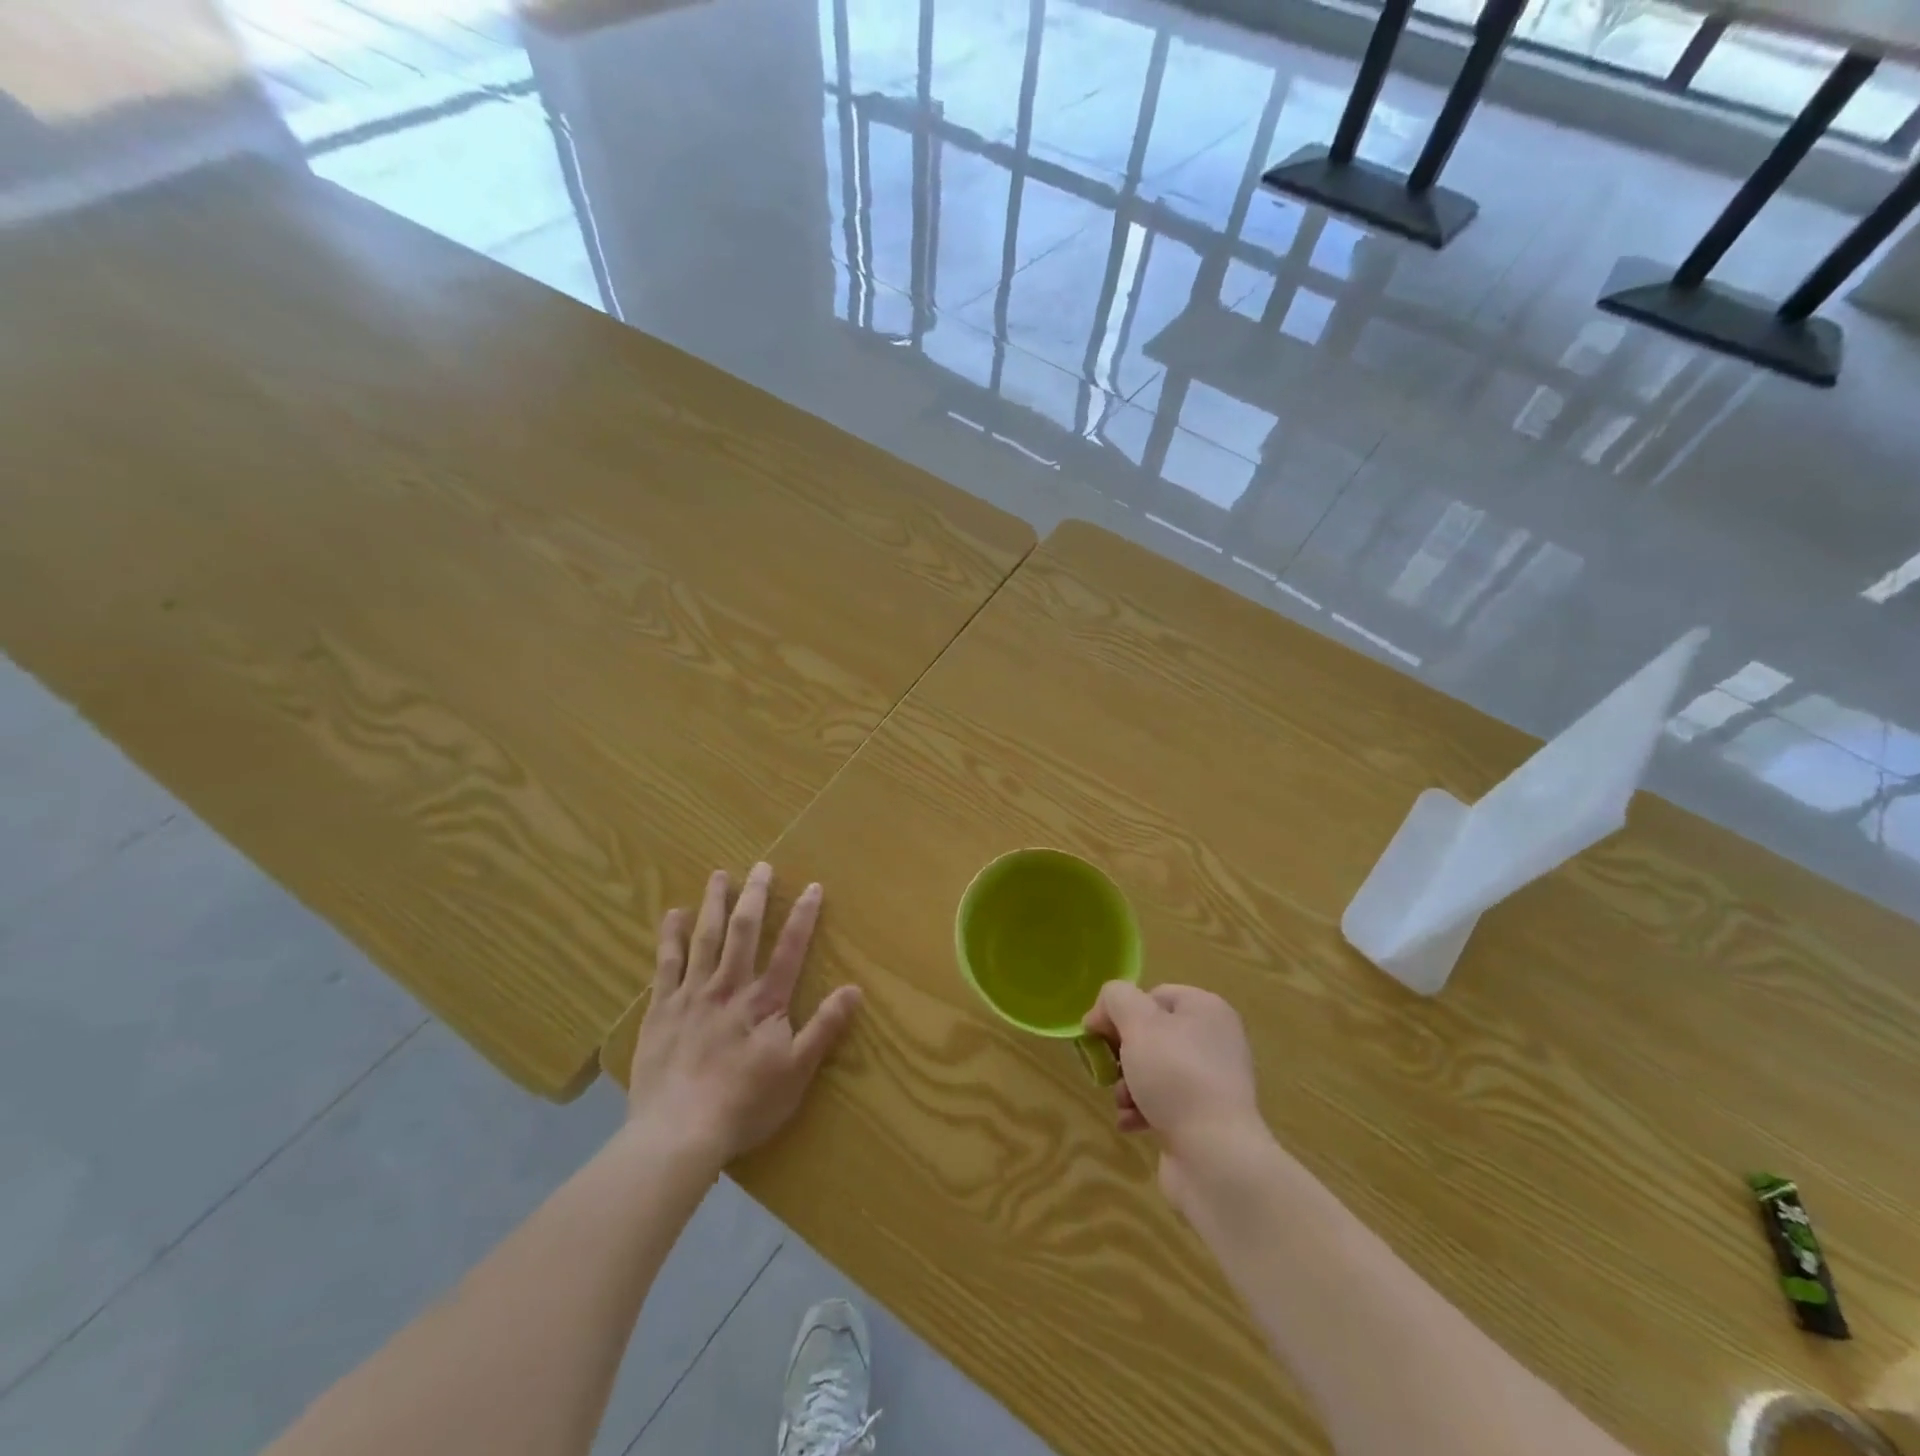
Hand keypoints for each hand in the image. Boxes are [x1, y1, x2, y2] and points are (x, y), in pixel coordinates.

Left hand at [627, 864, 861, 1164]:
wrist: (677, 1133)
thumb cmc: (744, 1104)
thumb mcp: (797, 1072)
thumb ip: (825, 1027)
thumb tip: (854, 989)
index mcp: (763, 1001)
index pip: (790, 949)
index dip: (803, 916)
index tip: (812, 886)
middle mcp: (728, 987)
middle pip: (744, 932)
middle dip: (755, 897)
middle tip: (761, 866)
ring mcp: (690, 996)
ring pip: (704, 939)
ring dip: (713, 904)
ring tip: (719, 875)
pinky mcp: (660, 1011)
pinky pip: (665, 964)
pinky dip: (670, 937)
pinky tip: (671, 915)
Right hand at [1085, 982, 1269, 1202]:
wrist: (1216, 1157)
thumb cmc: (1176, 1076)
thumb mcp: (1138, 1022)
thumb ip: (1116, 999)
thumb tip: (1102, 1014)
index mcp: (1206, 1009)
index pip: (1152, 995)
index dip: (1120, 1011)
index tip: (1098, 1034)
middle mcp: (1214, 1040)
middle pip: (1151, 1034)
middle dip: (1123, 1054)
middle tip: (1110, 1070)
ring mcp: (1213, 1082)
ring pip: (1153, 1070)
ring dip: (1129, 1085)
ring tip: (1123, 1102)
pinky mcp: (1206, 1118)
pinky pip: (1165, 1103)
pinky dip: (1143, 1110)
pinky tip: (1131, 1124)